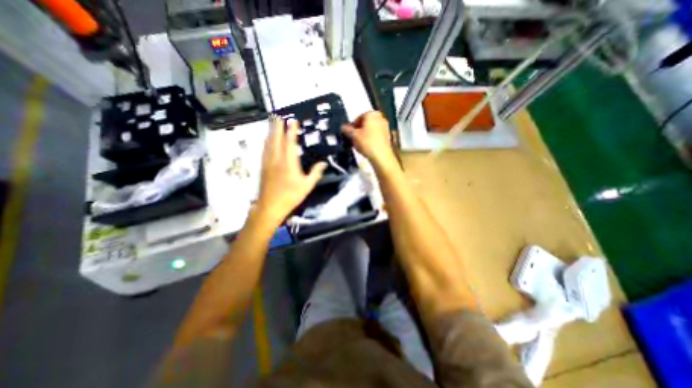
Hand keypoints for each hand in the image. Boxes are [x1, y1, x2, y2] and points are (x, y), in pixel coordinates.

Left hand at [256, 115, 328, 223]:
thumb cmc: (291, 196)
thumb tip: (324, 163)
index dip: (292, 131)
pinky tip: (266, 140)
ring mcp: (268, 162)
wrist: (270, 206)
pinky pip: (264, 150)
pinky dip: (266, 142)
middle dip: (278, 126)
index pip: (290, 142)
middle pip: (277, 139)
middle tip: (279, 116)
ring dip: (271, 132)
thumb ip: (315, 173)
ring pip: (269, 143)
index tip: (293, 121)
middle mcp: (277, 159)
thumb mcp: (307, 186)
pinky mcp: (263, 167)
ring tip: (272, 123)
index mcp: (289, 162)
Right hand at [342, 111, 396, 171]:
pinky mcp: (388, 136)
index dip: (352, 125)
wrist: (381, 156)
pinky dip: (371, 138)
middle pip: (366, 123)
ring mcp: (385, 126)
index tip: (348, 132)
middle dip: (359, 129)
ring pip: (371, 129)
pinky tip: (366, 146)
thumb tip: (343, 127)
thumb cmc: (366, 142)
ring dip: (365, 134)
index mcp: (372, 114)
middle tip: (353, 137)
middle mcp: (380, 117)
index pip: (359, 117)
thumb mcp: (353, 135)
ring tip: (359, 143)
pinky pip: (376, 135)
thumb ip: (347, 130)